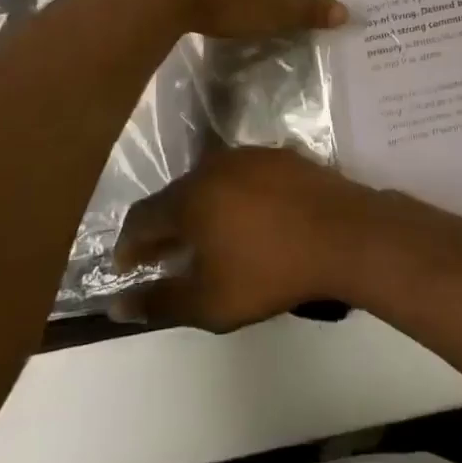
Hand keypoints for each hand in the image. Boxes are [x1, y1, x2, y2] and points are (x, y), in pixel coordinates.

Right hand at [111, 148, 379, 330]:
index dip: (128, 244)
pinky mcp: (280, 156)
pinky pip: (242, 176)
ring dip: (199, 210)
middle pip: (175, 196)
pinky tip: (245, 220)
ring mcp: (250, 156)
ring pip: (210, 183)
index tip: (126, 267)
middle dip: (164, 227)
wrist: (343, 234)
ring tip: (204, 240)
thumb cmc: (270, 271)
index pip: (142, 217)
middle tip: (163, 256)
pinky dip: (232, 198)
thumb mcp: (209, 302)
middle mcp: (214, 167)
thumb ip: (159, 302)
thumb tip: (117, 306)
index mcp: (190, 197)